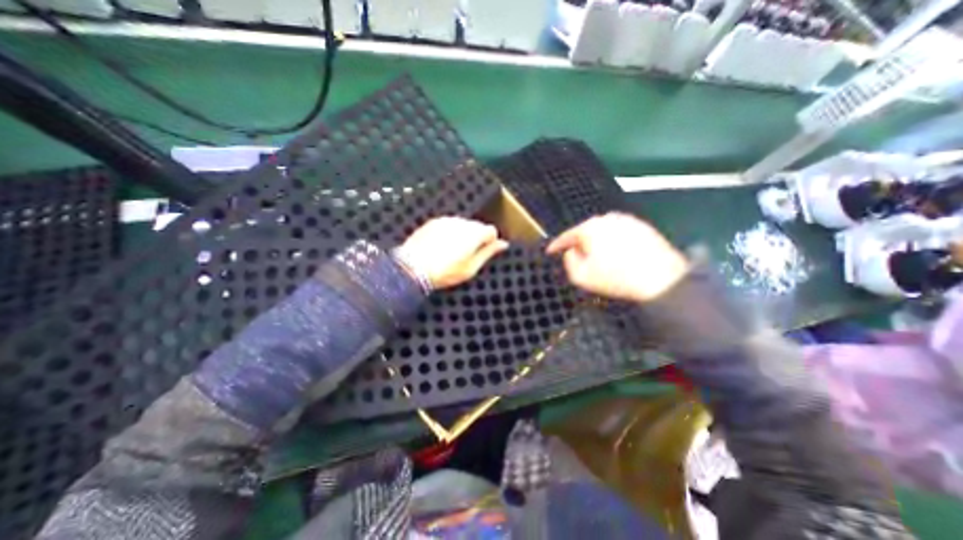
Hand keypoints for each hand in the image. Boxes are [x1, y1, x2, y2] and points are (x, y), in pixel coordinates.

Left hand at [398, 215, 510, 288]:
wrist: (412, 268)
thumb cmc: (444, 272)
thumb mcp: (471, 268)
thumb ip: (488, 253)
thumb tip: (503, 244)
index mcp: (474, 234)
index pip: (491, 231)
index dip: (490, 242)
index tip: (484, 252)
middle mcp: (461, 223)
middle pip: (477, 226)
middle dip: (476, 238)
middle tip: (467, 255)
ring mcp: (446, 221)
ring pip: (463, 225)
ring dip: (462, 235)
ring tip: (452, 252)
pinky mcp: (434, 222)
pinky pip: (448, 225)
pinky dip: (449, 233)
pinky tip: (441, 247)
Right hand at [546, 210, 687, 303]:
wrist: (661, 278)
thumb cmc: (616, 278)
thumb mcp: (581, 276)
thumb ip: (569, 261)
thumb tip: (571, 251)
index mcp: (589, 229)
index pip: (567, 236)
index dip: (556, 245)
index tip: (550, 251)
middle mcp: (607, 219)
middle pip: (585, 231)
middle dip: (579, 243)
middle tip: (578, 257)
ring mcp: (626, 220)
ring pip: (603, 231)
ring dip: (597, 242)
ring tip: (599, 258)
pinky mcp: (642, 226)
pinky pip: (619, 233)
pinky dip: (613, 241)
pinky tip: (618, 254)